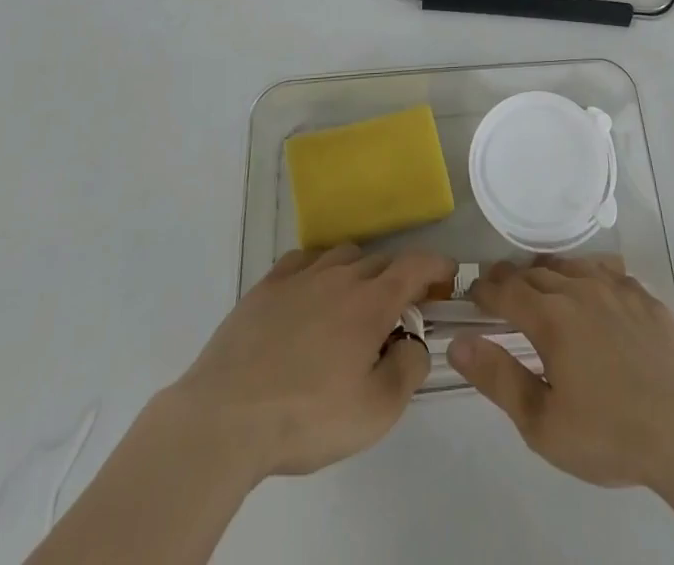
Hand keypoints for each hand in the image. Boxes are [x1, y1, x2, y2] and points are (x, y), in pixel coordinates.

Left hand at [166, 245, 454, 479]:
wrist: (225, 418)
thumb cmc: (306, 417)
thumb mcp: (375, 412)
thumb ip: (408, 369)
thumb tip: (415, 342)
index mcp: (371, 302)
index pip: (416, 265)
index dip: (438, 266)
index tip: (449, 277)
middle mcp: (340, 276)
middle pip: (381, 261)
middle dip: (399, 278)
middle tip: (400, 311)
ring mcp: (300, 276)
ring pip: (342, 256)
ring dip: (359, 272)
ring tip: (353, 305)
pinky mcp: (266, 286)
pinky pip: (303, 261)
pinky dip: (318, 272)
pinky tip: (310, 297)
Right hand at [447, 255, 673, 493]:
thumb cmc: (610, 433)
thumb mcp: (543, 424)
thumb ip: (498, 378)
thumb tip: (458, 343)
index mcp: (550, 318)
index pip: (506, 290)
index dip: (485, 289)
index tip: (472, 293)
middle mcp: (579, 289)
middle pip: (535, 272)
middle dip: (511, 278)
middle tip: (499, 289)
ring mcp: (615, 288)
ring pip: (570, 266)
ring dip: (547, 271)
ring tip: (538, 283)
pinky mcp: (644, 295)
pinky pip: (605, 270)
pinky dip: (586, 273)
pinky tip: (589, 287)